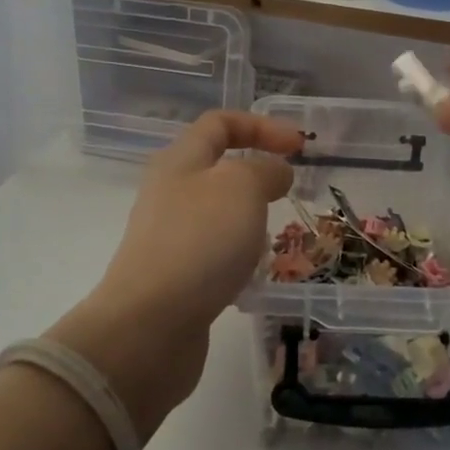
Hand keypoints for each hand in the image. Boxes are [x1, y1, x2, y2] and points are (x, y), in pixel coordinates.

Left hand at [47, 111, 302, 438]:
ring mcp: (169, 236)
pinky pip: (214, 251)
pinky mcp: (174, 275)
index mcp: (180, 161)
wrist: (149, 326)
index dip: (262, 126)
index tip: (300, 147)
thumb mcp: (242, 188)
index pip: (220, 124)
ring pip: (218, 212)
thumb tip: (275, 172)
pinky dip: (238, 254)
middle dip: (258, 175)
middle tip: (289, 194)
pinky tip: (252, 274)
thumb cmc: (199, 243)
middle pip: (217, 168)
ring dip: (250, 218)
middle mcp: (170, 192)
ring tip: (273, 238)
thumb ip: (264, 170)